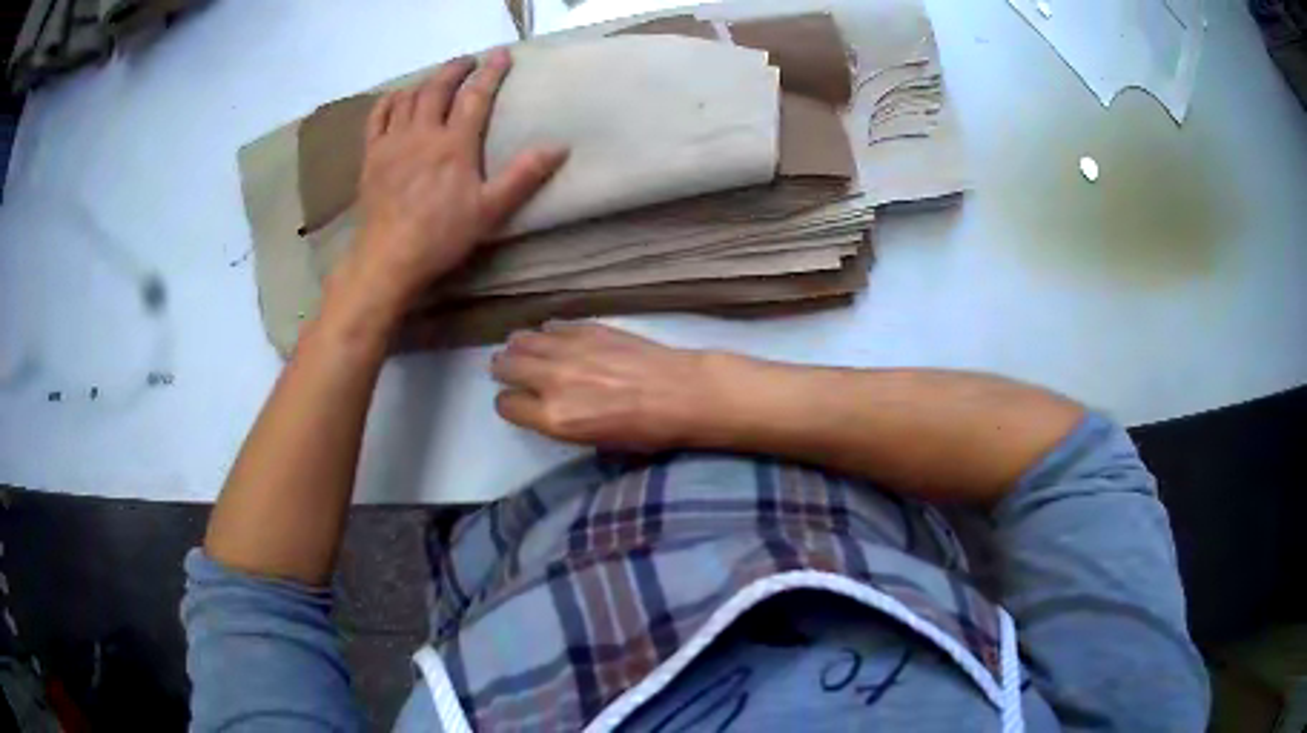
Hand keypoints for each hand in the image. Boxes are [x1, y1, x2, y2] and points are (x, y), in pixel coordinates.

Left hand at [332, 49, 568, 322]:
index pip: (476, 96)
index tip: (503, 54)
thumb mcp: (490, 210)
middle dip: (455, 69)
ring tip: (437, 78)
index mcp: (454, 144)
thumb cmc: (442, 236)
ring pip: (408, 97)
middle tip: (469, 61)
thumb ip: (523, 176)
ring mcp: (392, 142)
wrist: (388, 258)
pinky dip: (389, 100)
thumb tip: (559, 147)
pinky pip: (377, 117)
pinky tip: (398, 97)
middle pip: (438, 87)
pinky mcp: (372, 156)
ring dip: (425, 81)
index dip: (491, 72)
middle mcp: (422, 133)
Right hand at [491, 323, 718, 450]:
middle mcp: (552, 380)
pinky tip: (555, 339)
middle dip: (505, 370)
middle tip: (512, 372)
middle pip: (505, 366)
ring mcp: (569, 350)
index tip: (518, 403)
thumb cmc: (644, 431)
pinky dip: (548, 333)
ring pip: (522, 340)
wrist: (682, 394)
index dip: (510, 403)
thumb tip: (542, 405)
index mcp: (553, 417)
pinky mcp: (587, 329)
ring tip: (526, 352)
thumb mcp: (593, 441)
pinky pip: (552, 326)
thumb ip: (559, 421)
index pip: (506, 404)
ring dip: (519, 348)